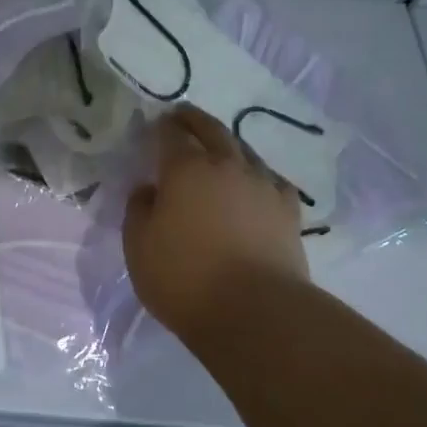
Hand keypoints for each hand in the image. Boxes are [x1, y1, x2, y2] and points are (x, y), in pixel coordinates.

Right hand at [124, 106, 307, 343]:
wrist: (255, 311)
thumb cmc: (184, 277)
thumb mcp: (138, 246)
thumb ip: (139, 210)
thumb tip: (149, 189)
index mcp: (185, 169)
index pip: (171, 135)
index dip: (162, 127)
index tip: (156, 124)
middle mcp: (227, 166)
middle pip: (212, 131)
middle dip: (195, 120)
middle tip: (184, 115)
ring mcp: (263, 186)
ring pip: (245, 152)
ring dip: (229, 145)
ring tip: (220, 149)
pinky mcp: (288, 211)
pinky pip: (272, 181)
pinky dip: (260, 177)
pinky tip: (257, 185)